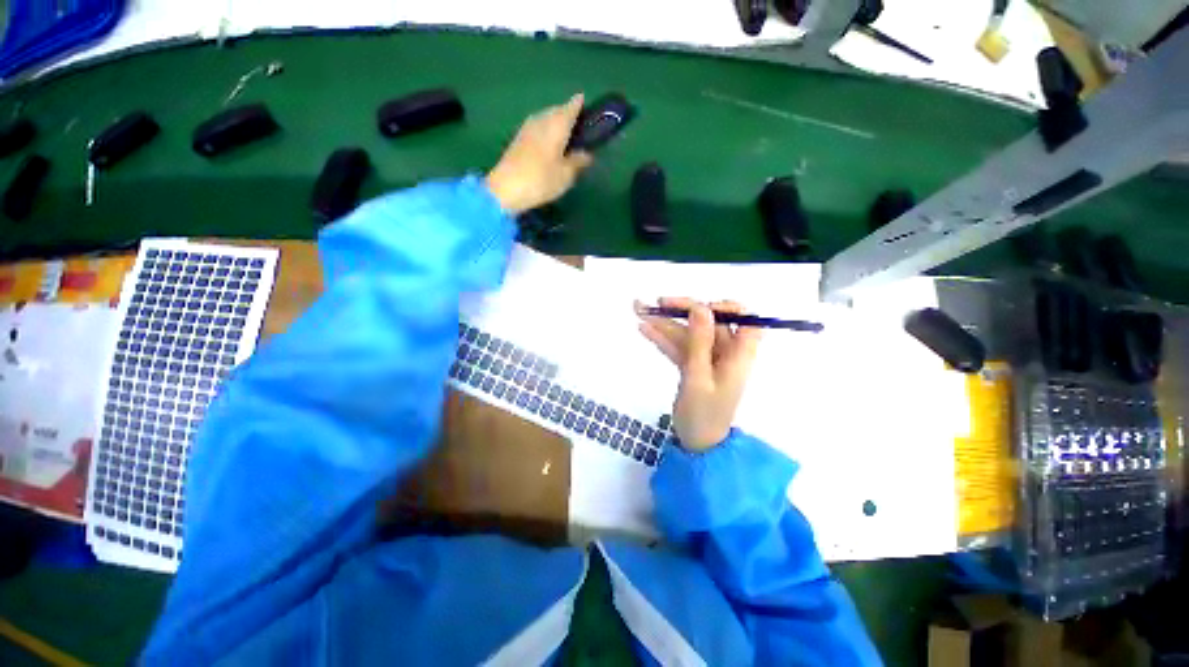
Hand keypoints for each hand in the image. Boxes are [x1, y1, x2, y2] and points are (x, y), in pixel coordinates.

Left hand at [485, 94, 593, 213]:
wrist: (506, 188)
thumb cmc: (541, 180)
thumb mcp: (565, 175)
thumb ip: (578, 162)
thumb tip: (587, 154)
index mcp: (556, 125)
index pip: (571, 108)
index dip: (579, 104)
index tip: (585, 102)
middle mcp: (541, 120)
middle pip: (556, 111)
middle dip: (567, 113)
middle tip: (578, 124)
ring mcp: (527, 129)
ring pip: (545, 118)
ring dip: (555, 122)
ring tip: (565, 134)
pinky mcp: (518, 139)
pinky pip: (536, 127)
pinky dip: (545, 131)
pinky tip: (549, 142)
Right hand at [637, 298, 762, 450]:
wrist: (696, 444)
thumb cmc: (703, 415)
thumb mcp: (698, 377)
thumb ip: (700, 342)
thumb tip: (701, 307)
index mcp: (738, 355)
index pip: (746, 321)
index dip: (727, 308)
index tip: (701, 309)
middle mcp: (724, 353)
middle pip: (708, 323)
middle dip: (681, 311)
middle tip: (657, 302)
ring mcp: (706, 359)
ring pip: (688, 334)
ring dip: (665, 323)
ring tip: (639, 310)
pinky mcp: (692, 367)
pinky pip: (678, 348)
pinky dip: (662, 339)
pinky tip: (644, 329)